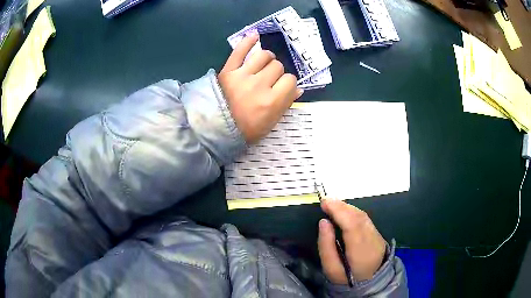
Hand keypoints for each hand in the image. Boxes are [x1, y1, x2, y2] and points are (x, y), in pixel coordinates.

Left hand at [218, 34, 302, 142]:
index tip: (282, 88)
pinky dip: (248, 41)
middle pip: (277, 66)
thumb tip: (298, 89)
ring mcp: (242, 75)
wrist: (215, 129)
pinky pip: (240, 50)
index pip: (290, 80)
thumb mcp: (270, 123)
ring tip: (264, 64)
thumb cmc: (245, 130)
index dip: (288, 83)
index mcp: (271, 101)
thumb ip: (285, 104)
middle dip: (277, 73)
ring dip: (267, 58)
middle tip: (269, 80)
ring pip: (264, 56)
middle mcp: (259, 85)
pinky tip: (255, 36)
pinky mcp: (228, 70)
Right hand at [318, 200, 385, 282]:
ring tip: (333, 205)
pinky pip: (365, 219)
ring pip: (363, 216)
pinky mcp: (378, 234)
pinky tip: (344, 211)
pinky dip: (353, 212)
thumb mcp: (331, 268)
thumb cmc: (346, 278)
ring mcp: (377, 236)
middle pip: (359, 218)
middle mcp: (372, 240)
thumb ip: (326, 246)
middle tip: (326, 202)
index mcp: (361, 252)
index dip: (339, 212)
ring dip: (347, 208)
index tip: (324, 204)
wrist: (369, 283)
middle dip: (342, 207)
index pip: (352, 226)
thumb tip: (323, 222)